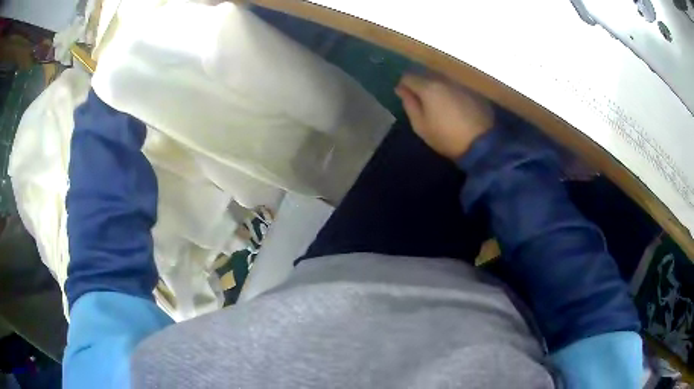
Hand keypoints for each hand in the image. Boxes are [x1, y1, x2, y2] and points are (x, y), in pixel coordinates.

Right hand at [395, 74, 494, 158]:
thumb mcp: (421, 126)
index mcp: (429, 87)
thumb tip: (401, 89)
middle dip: (421, 85)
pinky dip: (451, 94)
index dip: (404, 85)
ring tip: (438, 105)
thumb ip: (409, 104)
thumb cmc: (446, 137)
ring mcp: (460, 85)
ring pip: (442, 81)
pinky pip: (455, 88)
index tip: (404, 96)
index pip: (408, 77)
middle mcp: (444, 80)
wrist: (481, 144)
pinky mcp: (473, 92)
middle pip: (426, 76)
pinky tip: (454, 108)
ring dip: (437, 89)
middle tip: (421, 102)